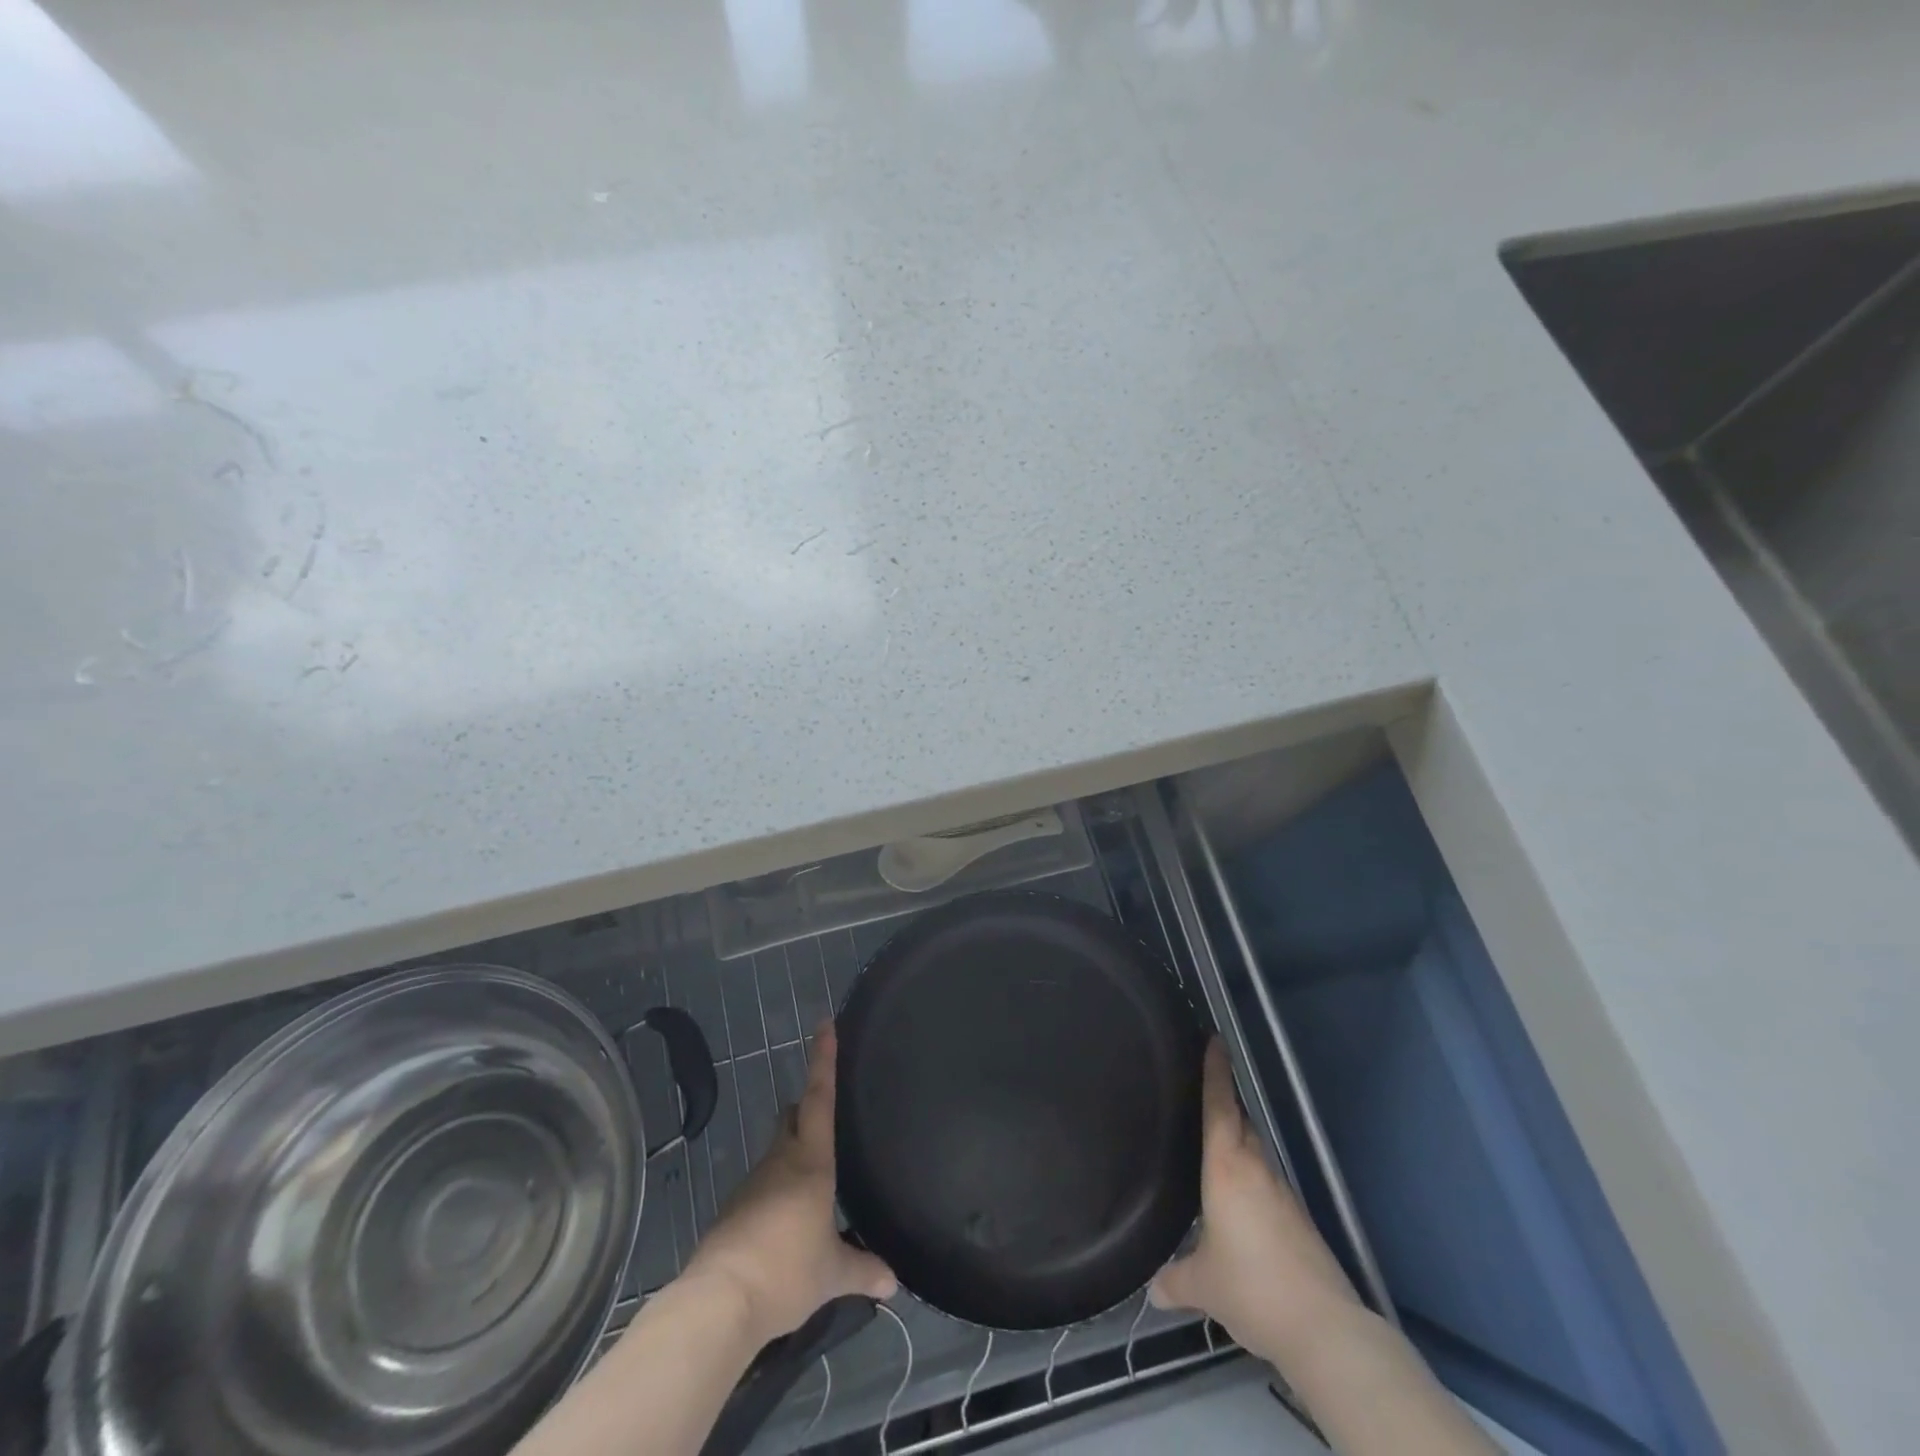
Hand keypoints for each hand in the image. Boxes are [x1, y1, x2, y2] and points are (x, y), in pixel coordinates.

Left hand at [681, 1023, 894, 1346]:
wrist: (718, 1303)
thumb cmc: (785, 1272)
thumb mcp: (832, 1274)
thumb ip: (864, 1270)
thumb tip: (894, 1281)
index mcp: (810, 1162)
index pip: (819, 1098)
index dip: (823, 1060)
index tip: (824, 1024)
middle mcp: (779, 1162)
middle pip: (792, 1117)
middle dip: (806, 1109)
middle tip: (827, 1116)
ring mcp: (752, 1185)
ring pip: (777, 1153)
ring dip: (793, 1157)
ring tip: (815, 1185)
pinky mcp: (733, 1211)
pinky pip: (763, 1188)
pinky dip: (777, 1194)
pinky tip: (787, 1224)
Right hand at [1149, 1040, 1362, 1365]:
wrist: (1325, 1328)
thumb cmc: (1253, 1287)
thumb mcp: (1202, 1285)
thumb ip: (1174, 1279)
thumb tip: (1152, 1288)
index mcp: (1227, 1167)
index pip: (1219, 1106)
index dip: (1215, 1071)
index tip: (1215, 1039)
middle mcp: (1256, 1168)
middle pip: (1240, 1122)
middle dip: (1223, 1102)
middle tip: (1199, 1090)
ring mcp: (1281, 1193)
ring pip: (1254, 1151)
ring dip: (1236, 1140)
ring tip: (1210, 1144)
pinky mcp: (1297, 1220)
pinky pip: (1264, 1181)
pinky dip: (1247, 1175)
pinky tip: (1234, 1200)